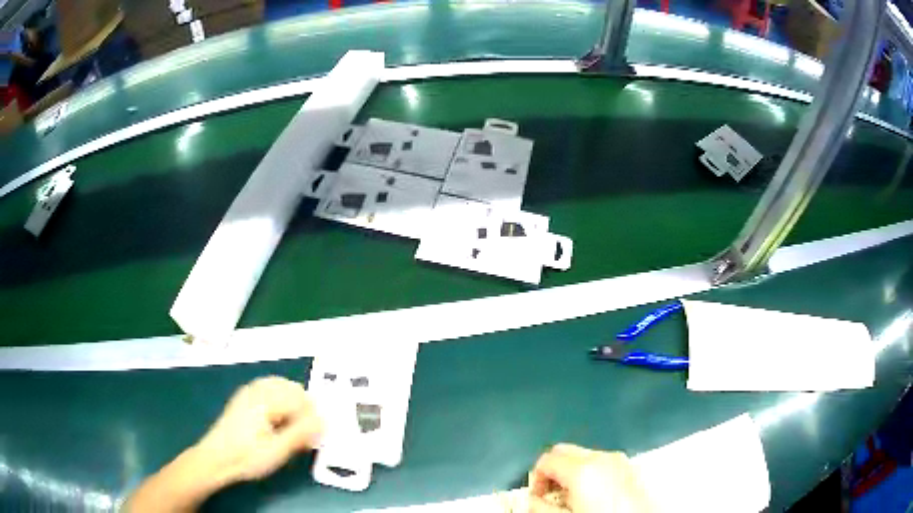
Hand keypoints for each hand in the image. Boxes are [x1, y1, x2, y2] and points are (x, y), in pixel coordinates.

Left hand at [194, 376, 323, 483]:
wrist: (216, 459)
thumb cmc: (247, 457)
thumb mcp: (278, 451)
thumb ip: (301, 433)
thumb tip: (323, 420)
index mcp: (265, 399)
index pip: (301, 399)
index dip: (313, 418)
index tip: (314, 438)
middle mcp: (257, 389)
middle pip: (292, 388)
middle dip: (304, 409)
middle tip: (306, 434)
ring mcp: (249, 392)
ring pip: (282, 387)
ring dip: (293, 404)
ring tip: (294, 429)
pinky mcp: (244, 398)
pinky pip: (270, 390)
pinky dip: (281, 401)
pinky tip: (279, 422)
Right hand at [527, 444, 653, 512]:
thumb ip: (541, 507)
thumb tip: (531, 500)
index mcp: (582, 469)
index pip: (546, 459)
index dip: (536, 477)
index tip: (538, 496)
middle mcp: (601, 457)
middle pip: (564, 450)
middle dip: (553, 470)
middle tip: (550, 494)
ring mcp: (619, 459)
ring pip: (584, 454)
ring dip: (571, 470)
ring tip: (573, 496)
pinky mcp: (630, 466)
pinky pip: (602, 461)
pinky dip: (591, 471)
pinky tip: (594, 493)